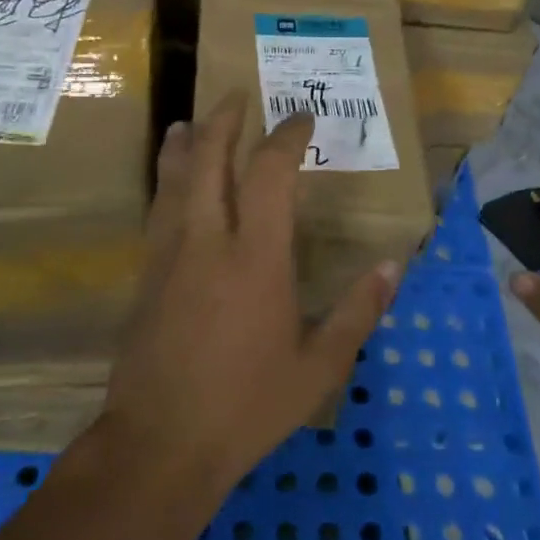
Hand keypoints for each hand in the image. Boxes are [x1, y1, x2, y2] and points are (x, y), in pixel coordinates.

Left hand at [99, 97, 399, 496]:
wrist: (161, 443)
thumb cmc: (248, 405)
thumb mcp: (319, 366)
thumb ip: (357, 312)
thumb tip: (393, 267)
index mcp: (256, 257)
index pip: (269, 174)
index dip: (286, 137)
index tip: (300, 119)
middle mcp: (208, 241)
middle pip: (210, 161)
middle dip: (224, 122)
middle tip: (236, 96)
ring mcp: (169, 256)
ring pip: (173, 182)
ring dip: (185, 146)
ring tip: (188, 122)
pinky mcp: (146, 277)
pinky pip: (157, 213)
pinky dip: (166, 184)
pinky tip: (170, 186)